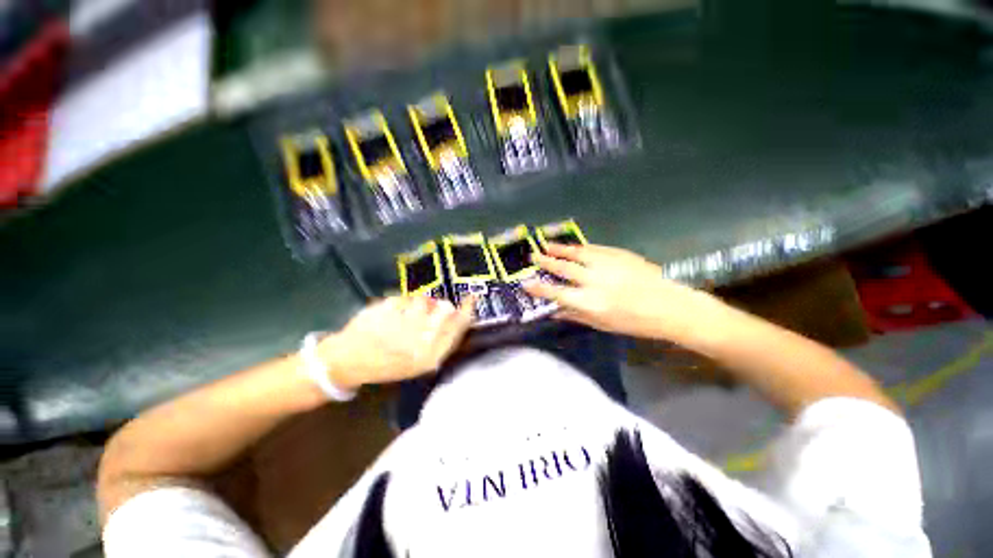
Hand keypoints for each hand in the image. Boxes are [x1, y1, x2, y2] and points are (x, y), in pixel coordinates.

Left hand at [317, 296, 473, 389]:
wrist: (348, 362)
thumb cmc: (387, 364)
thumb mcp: (420, 361)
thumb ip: (442, 339)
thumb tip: (457, 313)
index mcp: (431, 355)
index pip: (459, 325)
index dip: (467, 310)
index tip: (471, 298)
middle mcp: (421, 339)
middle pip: (445, 308)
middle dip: (437, 308)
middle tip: (425, 313)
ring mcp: (404, 323)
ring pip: (424, 300)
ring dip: (415, 305)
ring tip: (401, 318)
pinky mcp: (388, 310)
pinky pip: (404, 297)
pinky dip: (398, 304)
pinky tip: (388, 316)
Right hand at [526, 243, 711, 338]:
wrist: (669, 305)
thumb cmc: (634, 321)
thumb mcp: (601, 324)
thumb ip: (575, 315)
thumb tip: (553, 310)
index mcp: (589, 302)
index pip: (556, 293)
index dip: (538, 288)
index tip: (525, 283)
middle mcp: (594, 281)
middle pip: (563, 268)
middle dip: (545, 261)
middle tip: (533, 256)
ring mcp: (606, 264)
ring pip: (576, 253)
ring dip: (559, 249)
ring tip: (547, 245)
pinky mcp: (618, 254)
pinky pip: (593, 248)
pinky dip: (579, 247)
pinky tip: (573, 246)